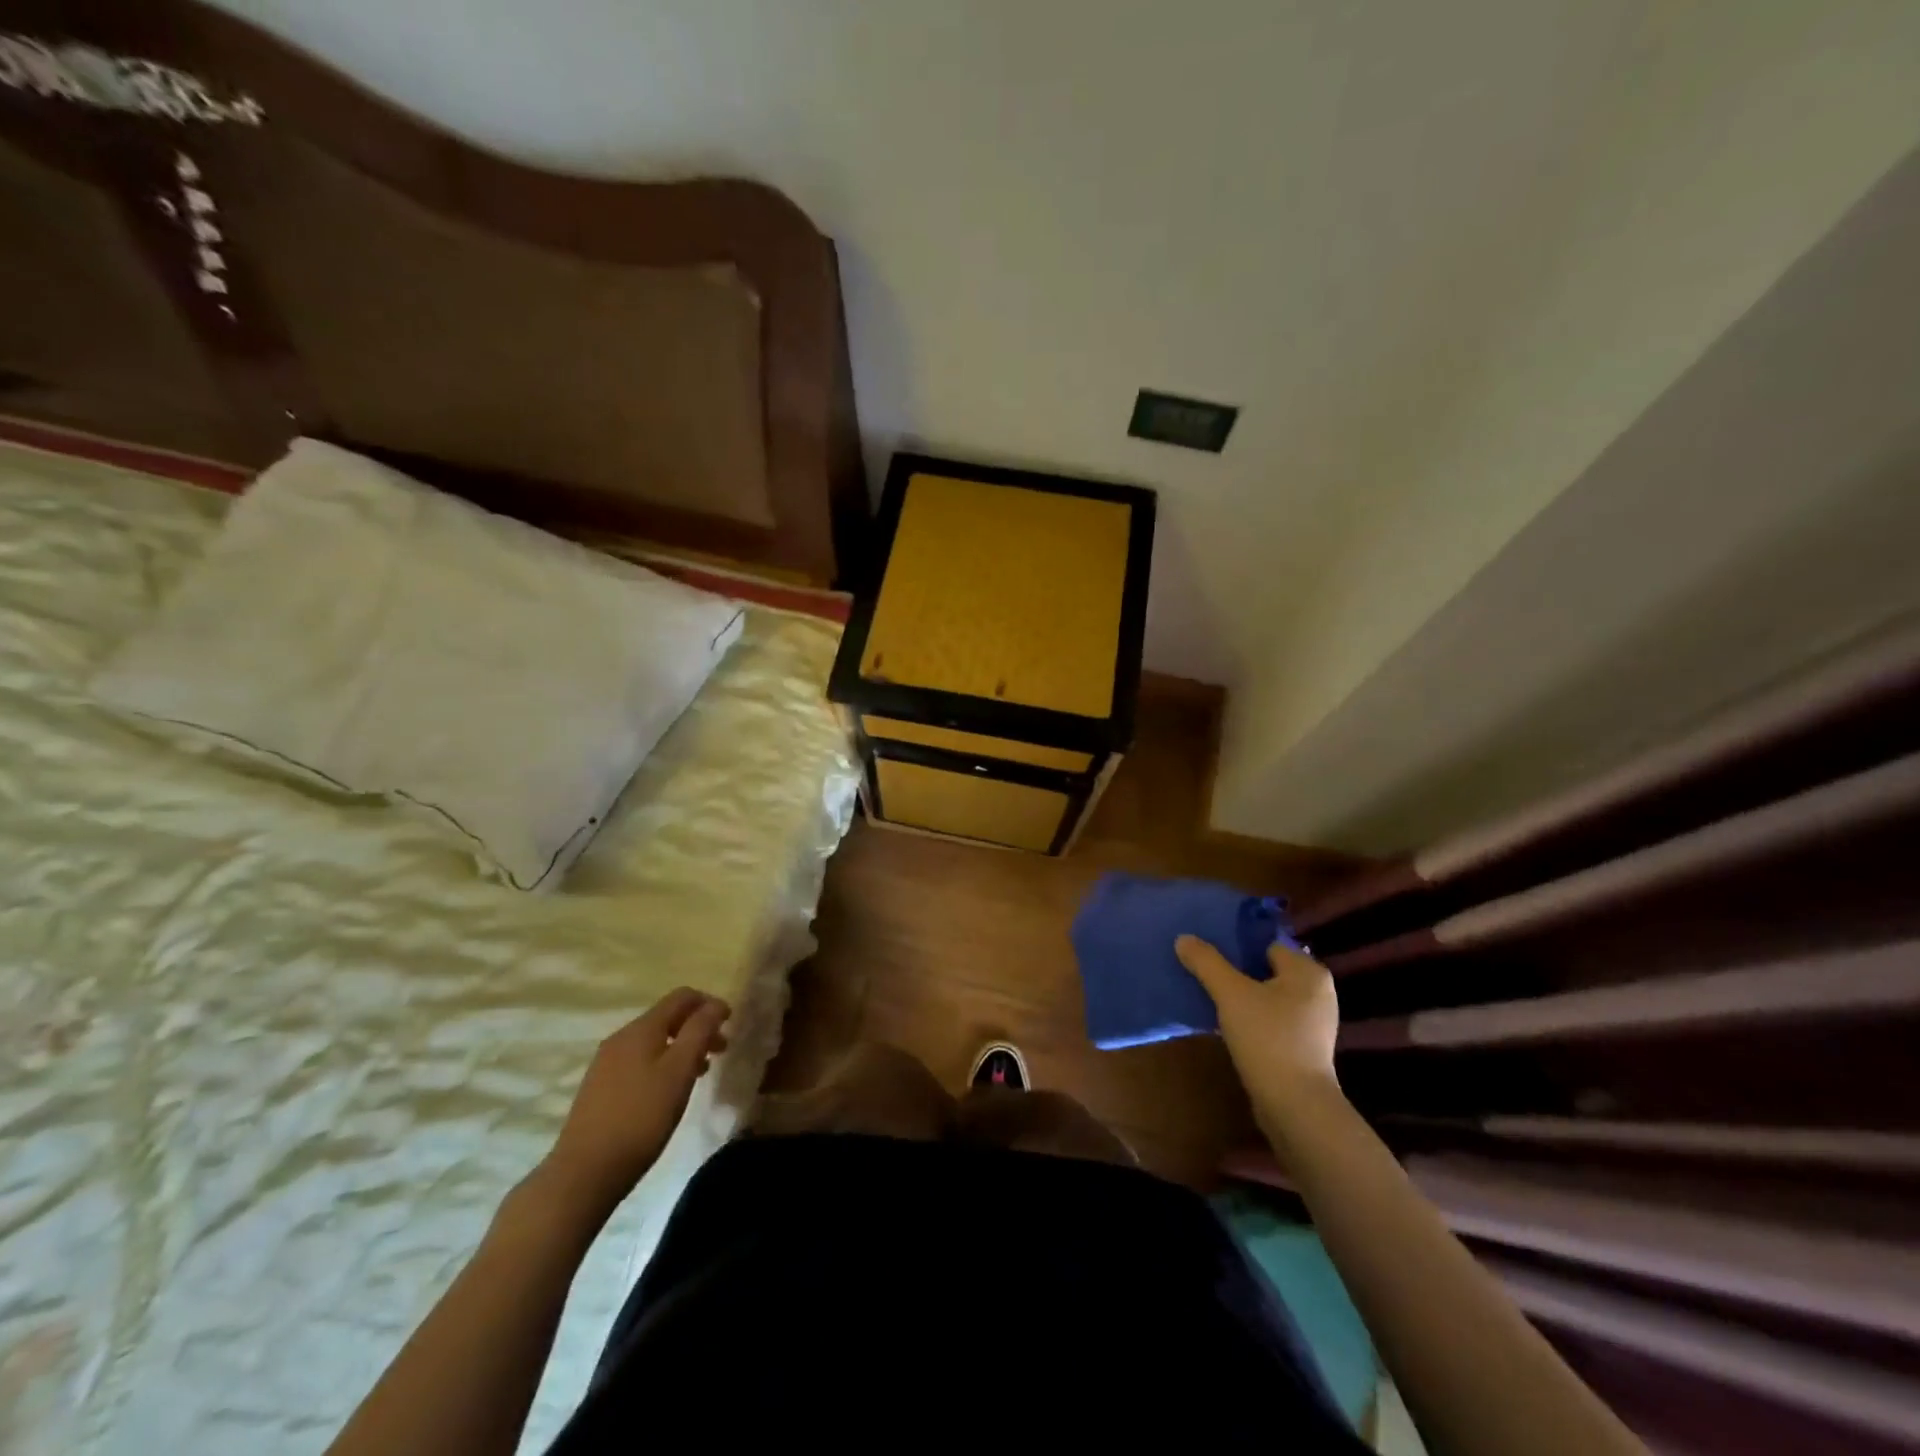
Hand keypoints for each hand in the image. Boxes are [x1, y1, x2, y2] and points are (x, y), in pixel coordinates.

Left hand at [535, 988, 729, 1221]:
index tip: (730, 1023)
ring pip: (654, 1041)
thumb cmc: (641, 1117)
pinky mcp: (599, 1087)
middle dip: (698, 1027)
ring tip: (701, 1073)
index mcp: (641, 1029)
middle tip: (721, 1050)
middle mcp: (621, 1038)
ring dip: (682, 1047)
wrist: (584, 1172)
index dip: (709, 1003)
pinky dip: (663, 1064)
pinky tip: (668, 1091)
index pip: (681, 996)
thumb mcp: (679, 1071)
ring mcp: (606, 1063)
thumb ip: (699, 1031)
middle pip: (667, 1017)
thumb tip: (715, 1005)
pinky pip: (639, 1061)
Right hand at [1176, 935, 1343, 1143]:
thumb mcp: (1230, 994)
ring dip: (1242, 997)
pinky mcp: (1305, 1048)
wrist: (1295, 1106)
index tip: (1207, 951)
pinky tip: (1228, 1026)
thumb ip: (1206, 962)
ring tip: (1210, 997)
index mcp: (1308, 971)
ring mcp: (1314, 1022)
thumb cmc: (1267, 1038)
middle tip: (1203, 972)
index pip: (1266, 944)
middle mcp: (1318, 992)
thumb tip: (1184, 938)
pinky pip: (1272, 1020)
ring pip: (1268, 997)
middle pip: (1266, 970)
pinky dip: (1252, 1019)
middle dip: (1236, 971)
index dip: (1236, 946)